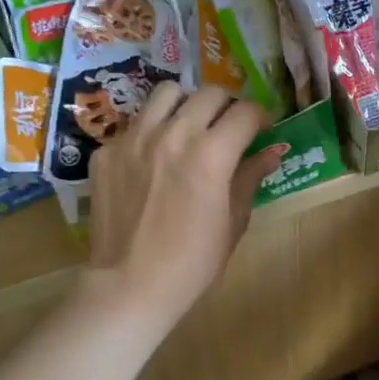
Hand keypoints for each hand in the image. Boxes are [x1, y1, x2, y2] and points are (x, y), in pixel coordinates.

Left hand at [81, 84, 281, 334]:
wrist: (130, 286)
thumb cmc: (193, 262)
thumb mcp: (233, 222)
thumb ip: (250, 177)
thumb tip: (271, 152)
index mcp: (211, 155)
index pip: (246, 112)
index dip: (261, 119)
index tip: (262, 131)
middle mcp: (172, 134)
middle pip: (209, 93)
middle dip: (228, 106)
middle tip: (229, 128)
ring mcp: (134, 139)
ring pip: (167, 93)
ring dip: (187, 105)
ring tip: (189, 128)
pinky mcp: (106, 151)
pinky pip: (135, 124)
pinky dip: (152, 131)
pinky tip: (154, 159)